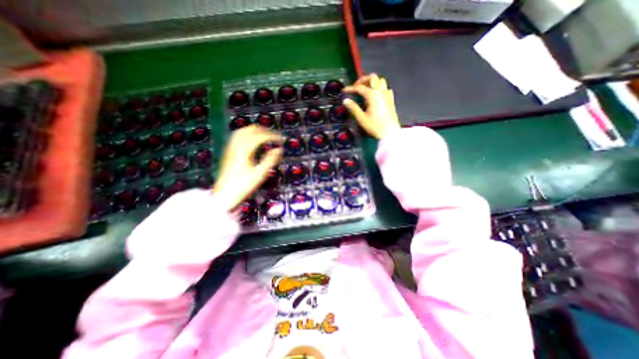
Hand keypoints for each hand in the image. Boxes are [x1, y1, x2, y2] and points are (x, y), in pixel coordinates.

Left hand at [212, 125, 281, 211]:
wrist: (224, 195)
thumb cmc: (242, 186)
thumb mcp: (259, 174)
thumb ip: (270, 160)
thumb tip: (278, 150)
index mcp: (243, 152)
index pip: (258, 137)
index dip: (270, 136)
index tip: (279, 139)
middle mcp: (235, 148)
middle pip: (247, 131)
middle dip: (261, 130)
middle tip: (271, 133)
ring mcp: (230, 151)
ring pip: (240, 133)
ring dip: (252, 131)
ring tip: (262, 134)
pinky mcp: (228, 155)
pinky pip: (236, 139)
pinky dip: (246, 136)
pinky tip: (250, 142)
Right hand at [345, 73, 397, 137]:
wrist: (390, 132)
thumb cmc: (375, 126)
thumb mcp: (362, 118)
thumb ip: (353, 108)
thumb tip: (345, 100)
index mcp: (372, 95)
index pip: (359, 87)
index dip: (350, 88)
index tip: (344, 91)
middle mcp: (380, 91)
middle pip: (372, 77)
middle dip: (362, 80)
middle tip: (356, 87)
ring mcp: (387, 94)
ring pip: (380, 80)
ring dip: (372, 82)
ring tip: (365, 89)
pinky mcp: (390, 99)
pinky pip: (385, 87)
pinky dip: (379, 87)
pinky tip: (375, 95)